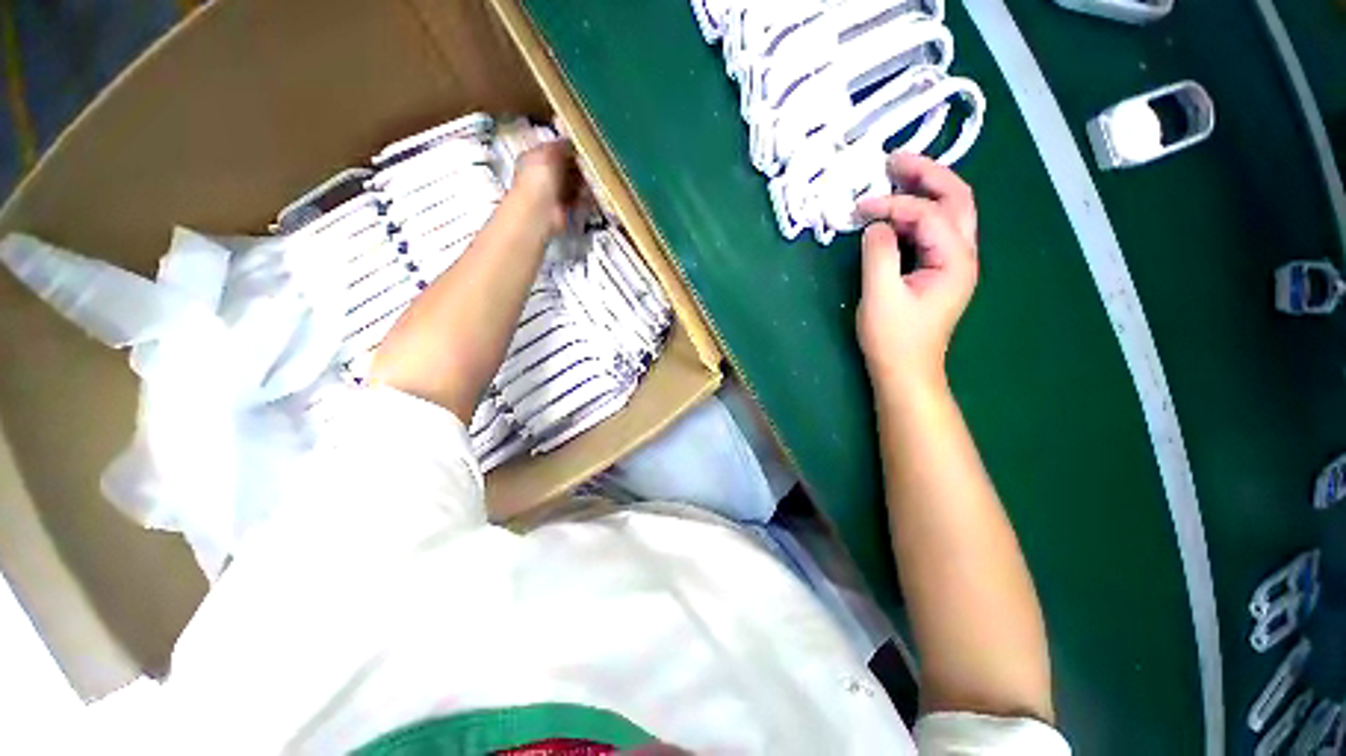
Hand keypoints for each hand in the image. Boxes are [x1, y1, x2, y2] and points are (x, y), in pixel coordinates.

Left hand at [513, 139, 585, 234]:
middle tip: (592, 164)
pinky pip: (579, 199)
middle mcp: (544, 175)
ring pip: (574, 183)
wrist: (540, 213)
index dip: (569, 149)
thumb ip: (561, 145)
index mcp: (535, 158)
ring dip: (584, 181)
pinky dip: (586, 197)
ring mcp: (555, 193)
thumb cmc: (540, 178)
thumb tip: (572, 142)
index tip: (584, 149)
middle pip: (566, 167)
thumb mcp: (549, 153)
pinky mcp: (565, 208)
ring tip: (594, 178)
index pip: (555, 150)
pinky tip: (592, 193)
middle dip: (579, 166)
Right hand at [855, 153, 978, 391]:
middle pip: (956, 199)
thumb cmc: (894, 339)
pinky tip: (896, 212)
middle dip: (928, 174)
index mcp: (955, 260)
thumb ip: (878, 253)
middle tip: (894, 160)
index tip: (860, 207)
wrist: (906, 371)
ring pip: (948, 212)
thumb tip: (874, 223)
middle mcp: (962, 255)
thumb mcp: (880, 296)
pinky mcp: (938, 271)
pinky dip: (916, 214)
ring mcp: (952, 263)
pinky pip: (933, 230)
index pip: (928, 214)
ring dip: (925, 190)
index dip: (894, 204)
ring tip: (896, 176)